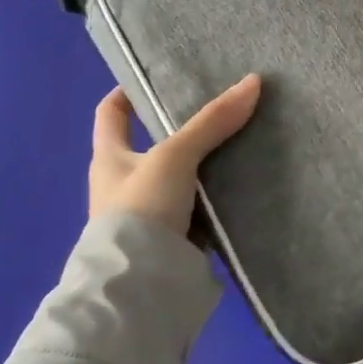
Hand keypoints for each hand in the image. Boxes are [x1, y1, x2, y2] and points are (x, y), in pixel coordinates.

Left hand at [89, 74, 261, 237]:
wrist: (141, 287)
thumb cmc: (141, 209)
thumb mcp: (174, 156)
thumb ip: (212, 121)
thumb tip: (253, 81)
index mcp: (109, 158)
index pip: (110, 113)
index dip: (127, 92)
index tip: (156, 76)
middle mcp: (124, 183)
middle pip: (154, 143)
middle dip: (184, 126)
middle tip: (219, 106)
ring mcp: (150, 212)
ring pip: (182, 175)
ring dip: (206, 162)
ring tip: (243, 137)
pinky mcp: (174, 237)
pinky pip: (199, 205)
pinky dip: (217, 194)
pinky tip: (246, 181)